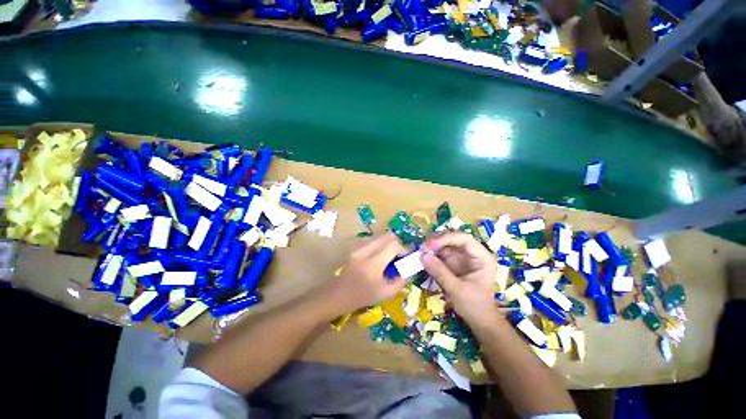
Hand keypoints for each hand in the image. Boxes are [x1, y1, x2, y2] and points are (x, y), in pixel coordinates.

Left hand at [323, 233, 406, 315]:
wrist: (336, 296)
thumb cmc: (361, 297)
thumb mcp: (385, 294)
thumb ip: (400, 281)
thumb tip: (409, 270)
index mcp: (374, 262)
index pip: (394, 244)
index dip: (404, 249)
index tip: (405, 259)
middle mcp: (366, 250)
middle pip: (388, 236)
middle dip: (397, 244)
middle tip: (397, 257)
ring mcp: (359, 247)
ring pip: (380, 236)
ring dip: (388, 244)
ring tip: (387, 257)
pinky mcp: (355, 247)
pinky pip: (372, 240)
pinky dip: (379, 245)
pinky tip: (377, 257)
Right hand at [421, 232, 499, 325]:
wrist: (479, 321)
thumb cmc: (474, 306)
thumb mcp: (457, 290)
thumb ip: (440, 272)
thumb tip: (423, 256)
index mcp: (482, 257)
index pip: (464, 239)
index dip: (447, 238)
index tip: (430, 245)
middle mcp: (472, 253)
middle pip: (453, 238)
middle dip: (437, 241)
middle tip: (422, 248)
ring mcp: (462, 257)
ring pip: (445, 244)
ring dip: (432, 246)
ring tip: (421, 252)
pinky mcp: (454, 263)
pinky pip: (441, 253)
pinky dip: (432, 254)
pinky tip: (423, 257)